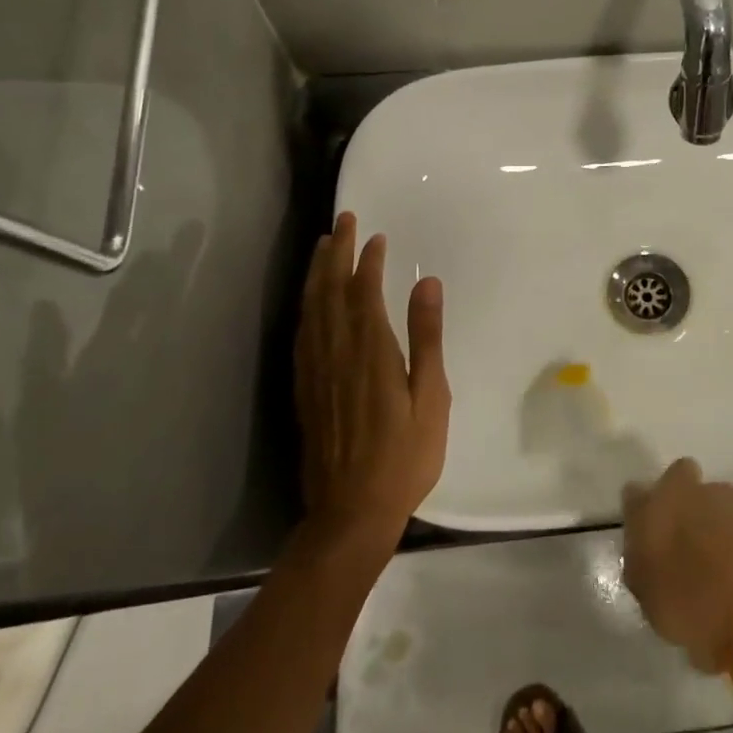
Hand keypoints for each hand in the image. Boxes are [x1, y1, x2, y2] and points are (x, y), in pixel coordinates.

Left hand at [294, 212, 450, 547]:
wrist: (351, 512)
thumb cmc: (404, 456)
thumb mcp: (431, 398)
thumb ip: (427, 337)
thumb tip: (427, 283)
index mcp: (371, 351)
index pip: (364, 291)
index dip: (367, 260)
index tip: (375, 235)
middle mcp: (336, 352)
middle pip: (330, 291)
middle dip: (335, 252)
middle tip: (342, 220)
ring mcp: (315, 371)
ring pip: (310, 308)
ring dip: (315, 272)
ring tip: (322, 245)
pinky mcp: (304, 389)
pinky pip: (301, 333)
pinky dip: (305, 306)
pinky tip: (309, 300)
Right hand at [621, 458, 732, 671]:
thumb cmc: (692, 598)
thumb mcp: (648, 595)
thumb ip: (642, 567)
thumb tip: (644, 555)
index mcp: (662, 499)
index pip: (637, 494)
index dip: (642, 513)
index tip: (643, 537)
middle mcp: (698, 489)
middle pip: (684, 487)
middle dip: (683, 509)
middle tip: (681, 549)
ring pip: (718, 507)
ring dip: (715, 528)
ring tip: (714, 572)